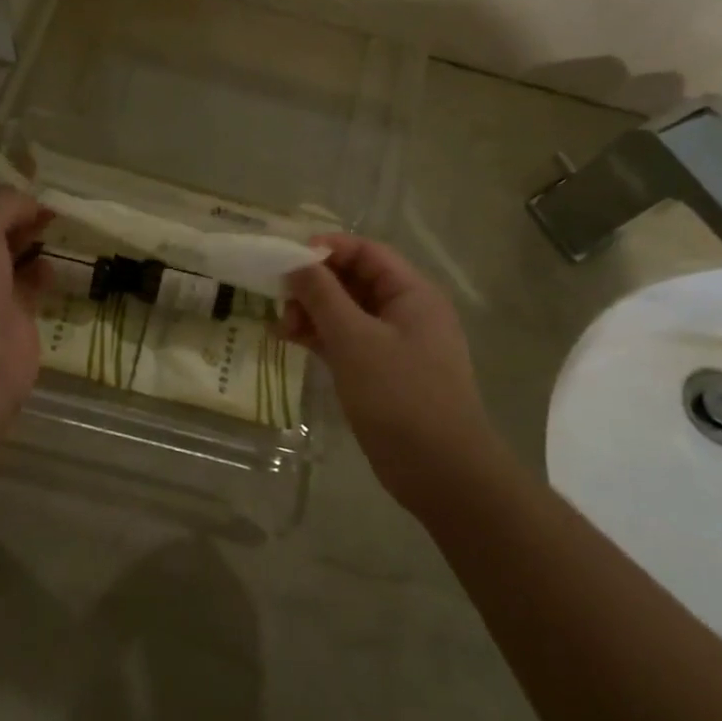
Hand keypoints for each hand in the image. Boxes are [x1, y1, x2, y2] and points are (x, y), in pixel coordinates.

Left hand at [0, 151, 51, 424]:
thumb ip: (0, 203)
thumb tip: (30, 204)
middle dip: (2, 197)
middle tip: (35, 177)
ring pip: (7, 248)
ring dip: (28, 230)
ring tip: (55, 210)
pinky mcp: (12, 312)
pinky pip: (30, 280)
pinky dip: (42, 268)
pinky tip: (57, 259)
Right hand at [282, 234, 496, 506]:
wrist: (441, 472)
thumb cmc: (400, 396)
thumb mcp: (355, 340)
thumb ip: (323, 296)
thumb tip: (297, 263)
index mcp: (412, 293)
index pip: (366, 252)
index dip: (327, 248)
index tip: (288, 258)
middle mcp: (406, 311)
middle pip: (355, 280)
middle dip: (315, 284)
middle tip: (280, 299)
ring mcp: (395, 344)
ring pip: (348, 312)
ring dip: (313, 312)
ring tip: (281, 326)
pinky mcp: (383, 372)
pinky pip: (348, 341)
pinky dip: (321, 337)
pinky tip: (291, 341)